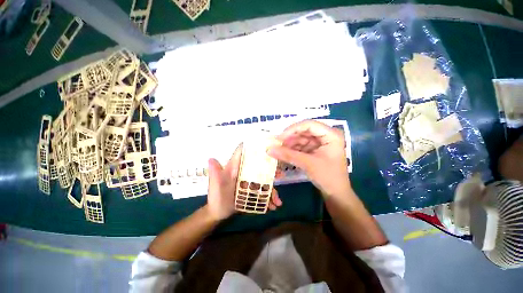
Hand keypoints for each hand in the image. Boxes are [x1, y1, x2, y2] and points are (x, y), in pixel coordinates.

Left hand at [206, 144, 282, 220]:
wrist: (218, 212)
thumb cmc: (216, 196)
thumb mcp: (215, 185)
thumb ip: (215, 173)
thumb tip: (211, 159)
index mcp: (236, 167)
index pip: (244, 153)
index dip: (254, 148)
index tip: (267, 147)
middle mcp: (245, 172)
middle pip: (260, 167)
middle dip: (271, 170)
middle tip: (280, 175)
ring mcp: (250, 182)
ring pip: (264, 181)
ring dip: (272, 189)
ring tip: (277, 201)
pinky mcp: (253, 191)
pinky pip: (263, 192)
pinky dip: (269, 198)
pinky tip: (273, 206)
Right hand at [268, 120, 351, 197]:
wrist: (336, 193)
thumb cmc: (328, 177)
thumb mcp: (308, 164)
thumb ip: (288, 155)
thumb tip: (269, 149)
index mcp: (331, 134)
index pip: (309, 125)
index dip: (293, 129)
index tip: (279, 138)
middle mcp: (326, 135)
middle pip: (304, 131)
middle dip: (290, 138)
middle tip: (276, 145)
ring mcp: (321, 143)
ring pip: (301, 138)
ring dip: (290, 144)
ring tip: (279, 151)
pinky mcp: (316, 150)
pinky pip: (302, 146)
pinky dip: (293, 150)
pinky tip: (285, 154)